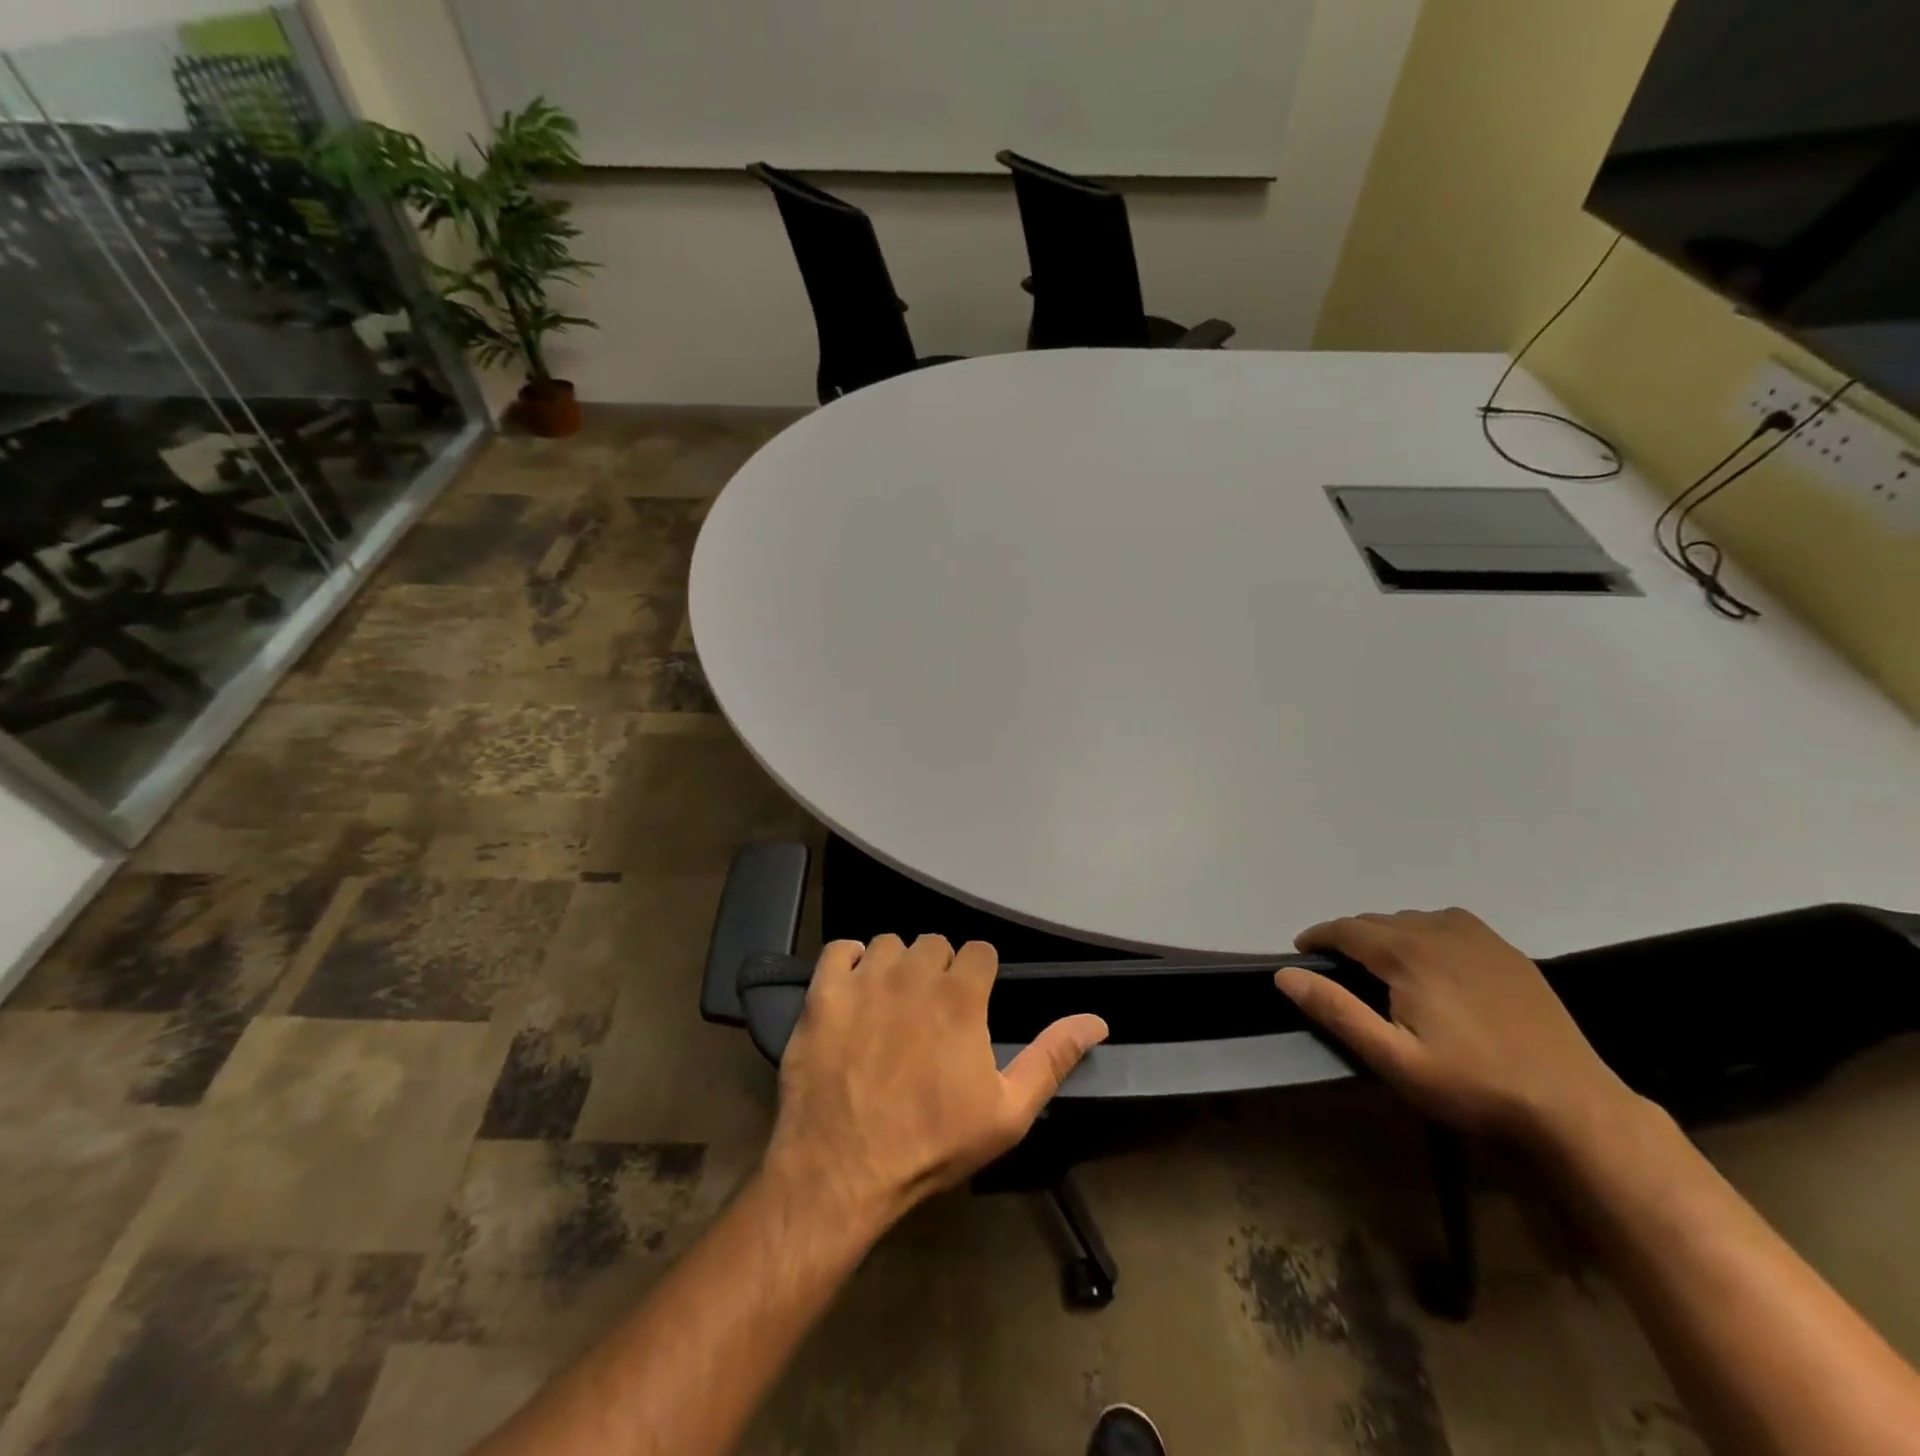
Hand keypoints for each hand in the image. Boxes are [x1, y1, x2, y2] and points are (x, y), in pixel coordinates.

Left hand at [764, 934, 1108, 1228]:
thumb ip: (1053, 1057)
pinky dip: (848, 963)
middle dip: (938, 970)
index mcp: (961, 995)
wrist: (842, 1170)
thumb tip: (1097, 1020)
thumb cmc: (932, 1144)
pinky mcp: (823, 992)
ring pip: (888, 944)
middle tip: (930, 1012)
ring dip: (894, 966)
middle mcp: (914, 973)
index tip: (972, 1004)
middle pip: (934, 943)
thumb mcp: (1008, 1112)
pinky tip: (852, 991)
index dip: (979, 976)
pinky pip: (839, 949)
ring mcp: (865, 979)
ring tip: (890, 1005)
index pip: (979, 951)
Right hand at [1277, 908, 1636, 1149]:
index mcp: (1409, 954)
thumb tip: (1285, 974)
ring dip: (1387, 934)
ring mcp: (1481, 939)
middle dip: (1350, 937)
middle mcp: (1441, 932)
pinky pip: (1451, 924)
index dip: (1318, 936)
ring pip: (1414, 920)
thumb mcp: (1394, 1059)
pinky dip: (1426, 932)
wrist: (1573, 1107)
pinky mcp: (1509, 954)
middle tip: (1338, 969)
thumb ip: (1337, 1011)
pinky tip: (1432, 961)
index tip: (1301, 952)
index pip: (1347, 929)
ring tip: (1380, 965)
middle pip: (1379, 921)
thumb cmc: (1473, 1085)